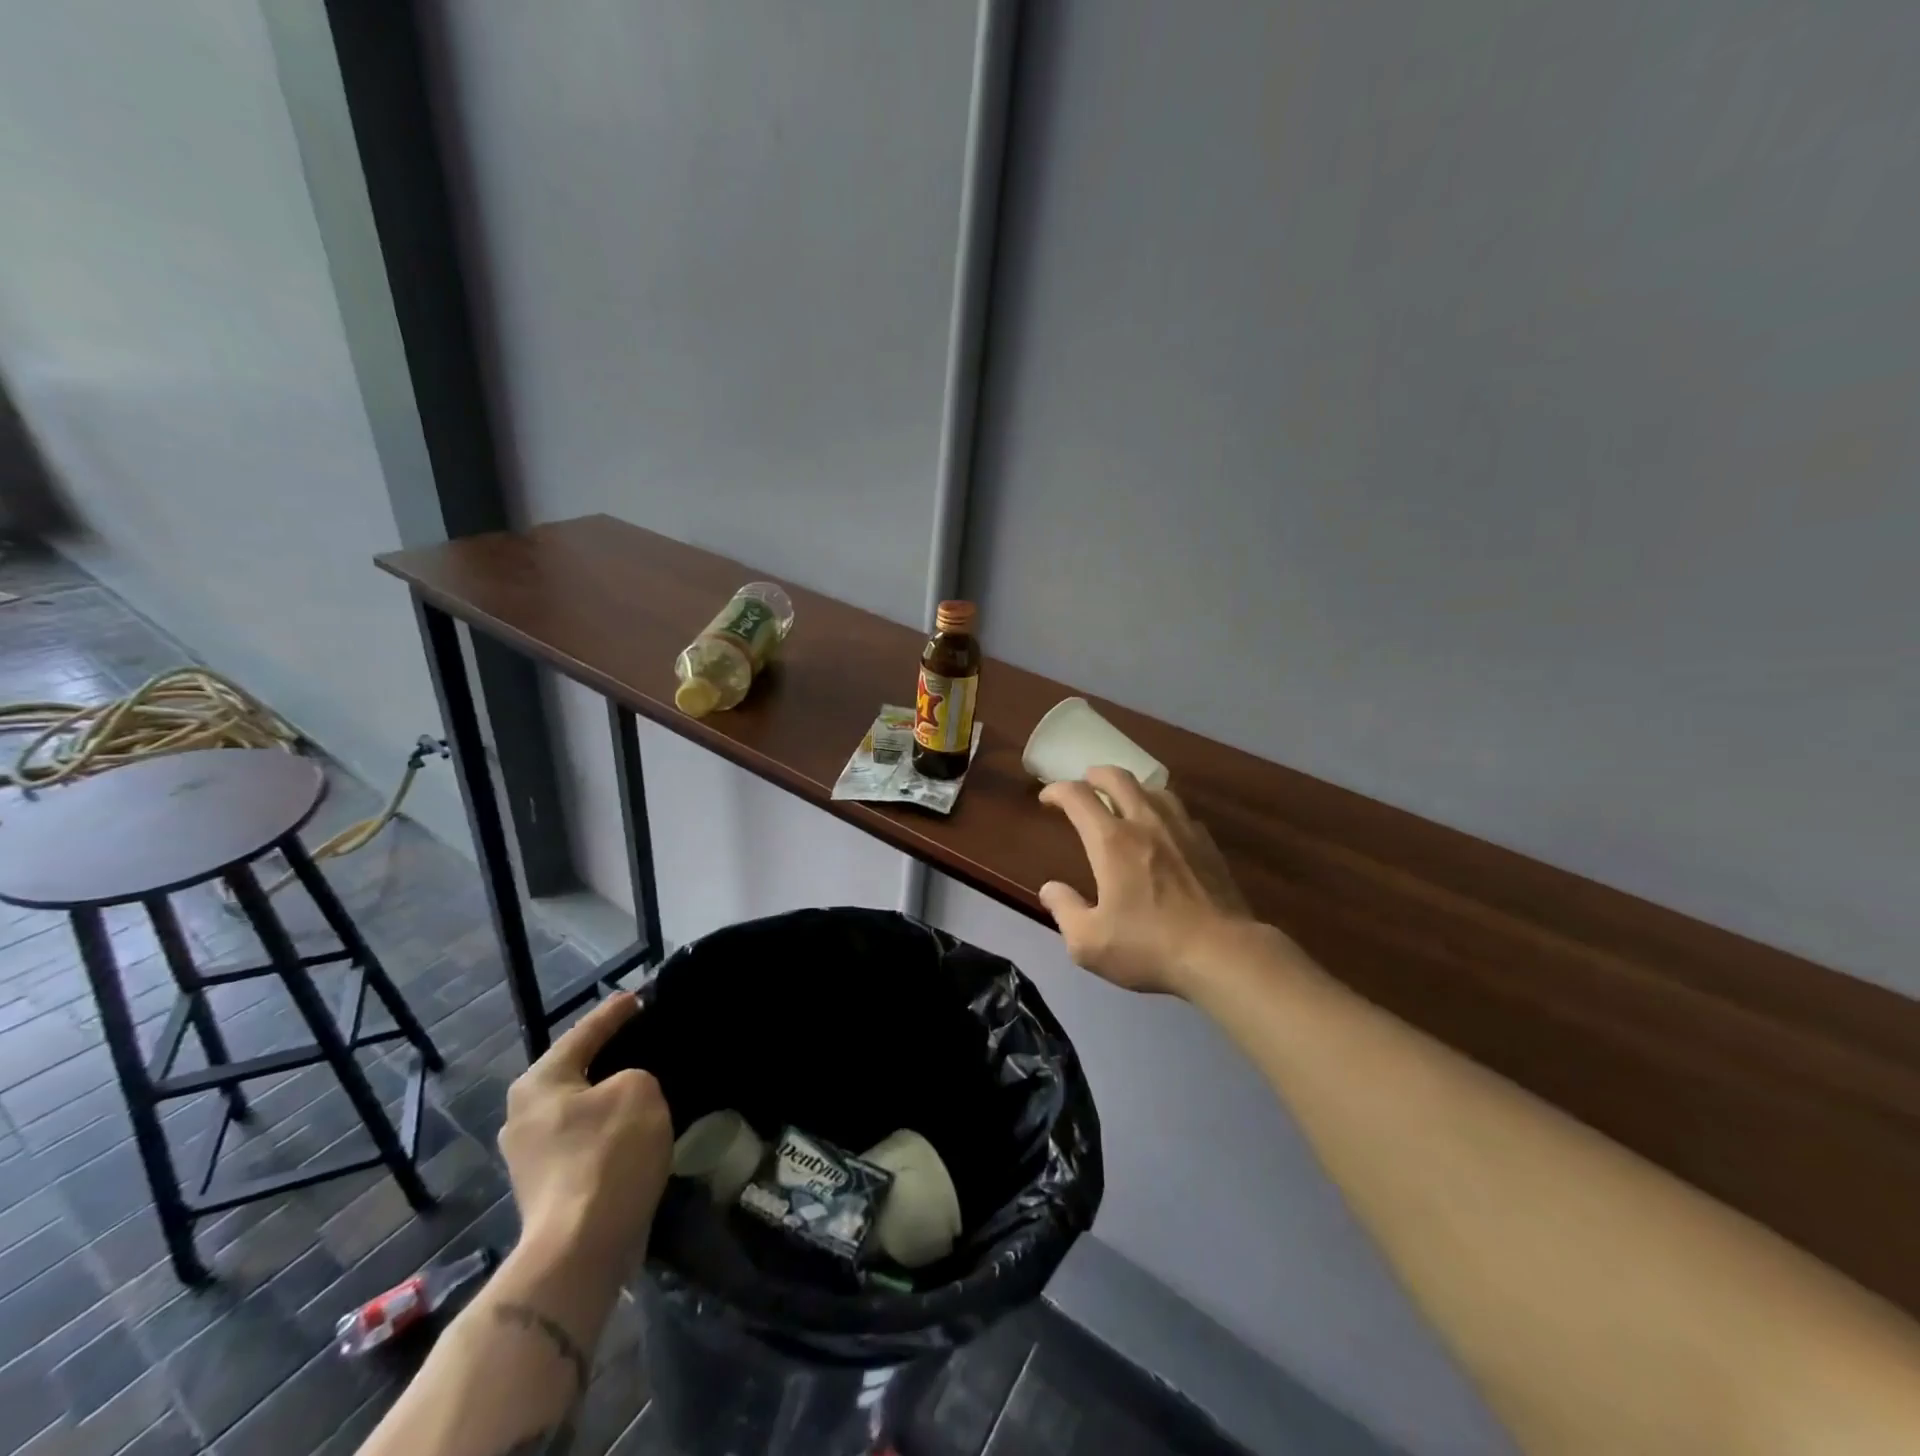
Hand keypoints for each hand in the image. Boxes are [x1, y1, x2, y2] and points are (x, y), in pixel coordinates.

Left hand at [498, 993, 672, 1275]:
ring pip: (582, 1108)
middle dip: (610, 1056)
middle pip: (576, 1071)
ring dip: (610, 1097)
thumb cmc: (608, 1154)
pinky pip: (586, 1139)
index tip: (640, 997)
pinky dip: (610, 1128)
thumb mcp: (639, 1089)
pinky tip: (637, 1127)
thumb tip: (624, 1092)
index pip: (585, 1032)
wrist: (581, 1249)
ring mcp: (532, 1157)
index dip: (615, 1013)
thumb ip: (635, 1074)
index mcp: (539, 1083)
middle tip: (645, 1039)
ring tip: (648, 1082)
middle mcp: (524, 1115)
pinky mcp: (549, 1188)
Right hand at [1038, 766, 1258, 995]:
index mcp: (1111, 841)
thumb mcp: (1089, 942)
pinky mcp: (1208, 845)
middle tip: (1084, 784)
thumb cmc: (1149, 946)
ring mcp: (1182, 830)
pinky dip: (1162, 811)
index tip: (1047, 799)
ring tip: (1124, 801)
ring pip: (1154, 789)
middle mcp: (1145, 823)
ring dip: (1132, 788)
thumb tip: (1050, 889)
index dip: (1057, 791)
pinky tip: (1163, 830)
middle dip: (1095, 775)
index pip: (1078, 797)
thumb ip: (1064, 910)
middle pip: (1118, 778)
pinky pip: (1180, 813)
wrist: (1222, 953)